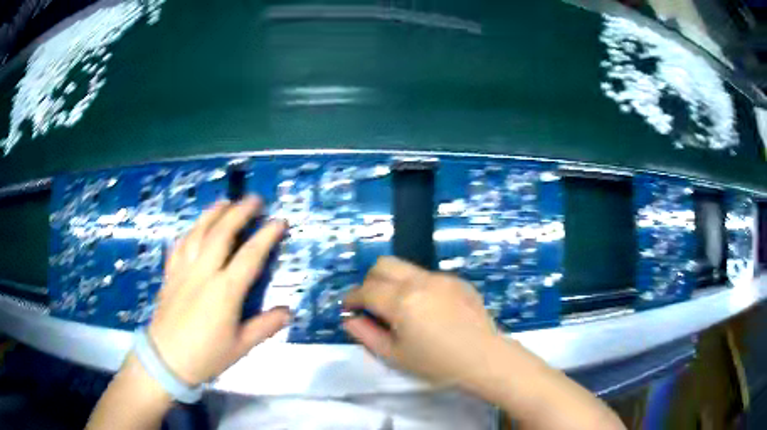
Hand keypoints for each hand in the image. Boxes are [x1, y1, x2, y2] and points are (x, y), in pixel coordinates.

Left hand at [149, 197, 289, 385]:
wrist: (166, 359)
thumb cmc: (206, 355)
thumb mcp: (241, 346)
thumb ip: (265, 326)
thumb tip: (288, 311)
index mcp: (225, 291)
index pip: (250, 256)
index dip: (267, 235)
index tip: (280, 221)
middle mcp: (204, 272)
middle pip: (222, 233)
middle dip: (239, 212)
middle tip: (254, 199)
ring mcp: (184, 270)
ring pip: (198, 232)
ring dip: (213, 213)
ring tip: (226, 201)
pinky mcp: (170, 273)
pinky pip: (179, 245)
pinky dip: (190, 231)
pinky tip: (195, 227)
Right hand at [343, 256, 502, 388]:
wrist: (484, 359)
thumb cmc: (437, 364)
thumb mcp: (395, 356)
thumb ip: (366, 334)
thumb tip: (350, 318)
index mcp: (402, 301)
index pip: (366, 290)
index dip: (352, 298)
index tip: (349, 309)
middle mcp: (420, 281)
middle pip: (383, 265)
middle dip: (370, 281)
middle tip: (372, 305)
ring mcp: (441, 278)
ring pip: (406, 268)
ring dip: (394, 283)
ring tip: (401, 309)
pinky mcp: (458, 280)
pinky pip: (428, 277)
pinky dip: (417, 288)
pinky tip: (429, 310)